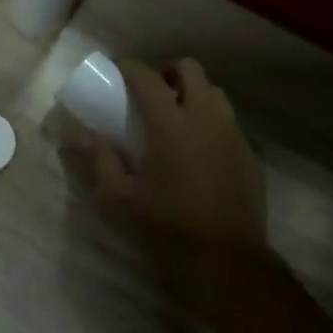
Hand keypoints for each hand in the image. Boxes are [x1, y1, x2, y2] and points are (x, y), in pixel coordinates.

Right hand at [84, 59, 266, 256]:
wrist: (229, 265)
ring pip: (215, 93)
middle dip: (167, 71)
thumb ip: (99, 161)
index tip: (115, 69)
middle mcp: (205, 118)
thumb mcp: (119, 200)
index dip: (128, 66)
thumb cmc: (168, 229)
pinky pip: (229, 123)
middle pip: (190, 70)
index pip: (146, 76)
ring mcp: (233, 136)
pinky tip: (199, 151)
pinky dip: (210, 122)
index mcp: (171, 123)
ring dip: (193, 94)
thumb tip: (82, 135)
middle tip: (150, 93)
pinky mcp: (250, 157)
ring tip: (176, 118)